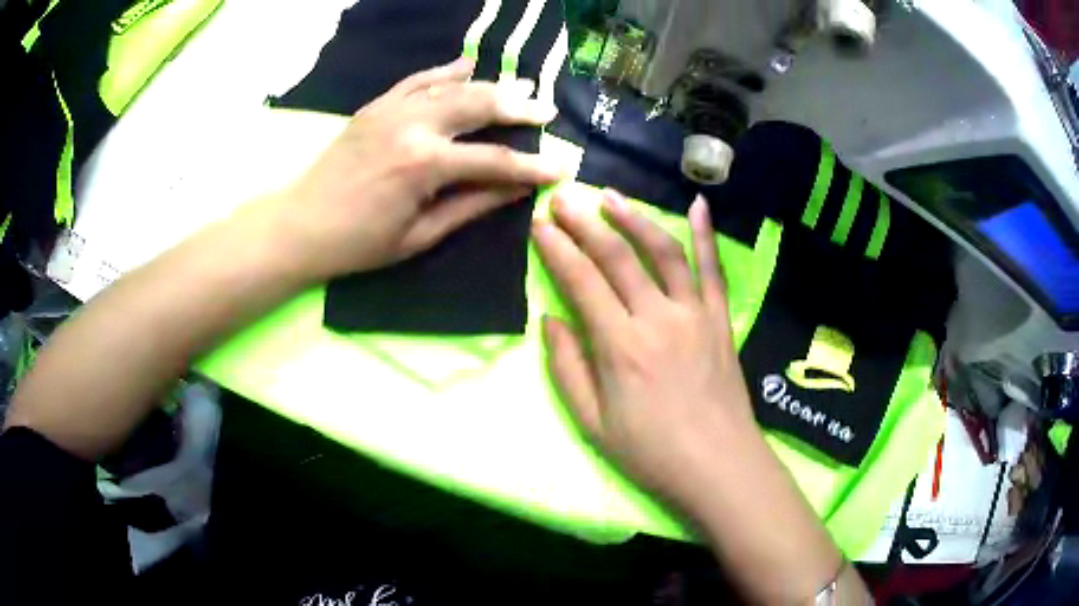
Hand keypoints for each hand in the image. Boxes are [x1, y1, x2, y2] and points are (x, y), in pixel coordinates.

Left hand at [265, 57, 561, 280]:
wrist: (300, 224)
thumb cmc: (359, 243)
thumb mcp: (420, 235)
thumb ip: (471, 206)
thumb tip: (517, 189)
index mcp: (424, 165)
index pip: (494, 161)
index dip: (532, 166)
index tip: (563, 168)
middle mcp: (413, 126)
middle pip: (479, 106)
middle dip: (519, 108)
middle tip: (548, 110)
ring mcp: (393, 109)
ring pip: (454, 87)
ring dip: (492, 85)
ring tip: (523, 87)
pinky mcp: (377, 105)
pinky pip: (418, 79)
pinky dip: (446, 71)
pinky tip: (469, 64)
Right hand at [534, 188, 757, 513]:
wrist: (718, 465)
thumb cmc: (651, 453)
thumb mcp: (593, 423)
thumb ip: (568, 368)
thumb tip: (550, 320)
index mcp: (621, 346)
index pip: (581, 282)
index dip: (557, 249)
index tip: (540, 224)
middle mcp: (658, 318)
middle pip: (617, 257)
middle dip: (586, 223)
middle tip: (564, 198)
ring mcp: (695, 314)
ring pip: (664, 252)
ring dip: (635, 219)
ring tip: (612, 196)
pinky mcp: (721, 319)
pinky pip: (713, 269)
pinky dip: (706, 234)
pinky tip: (699, 204)